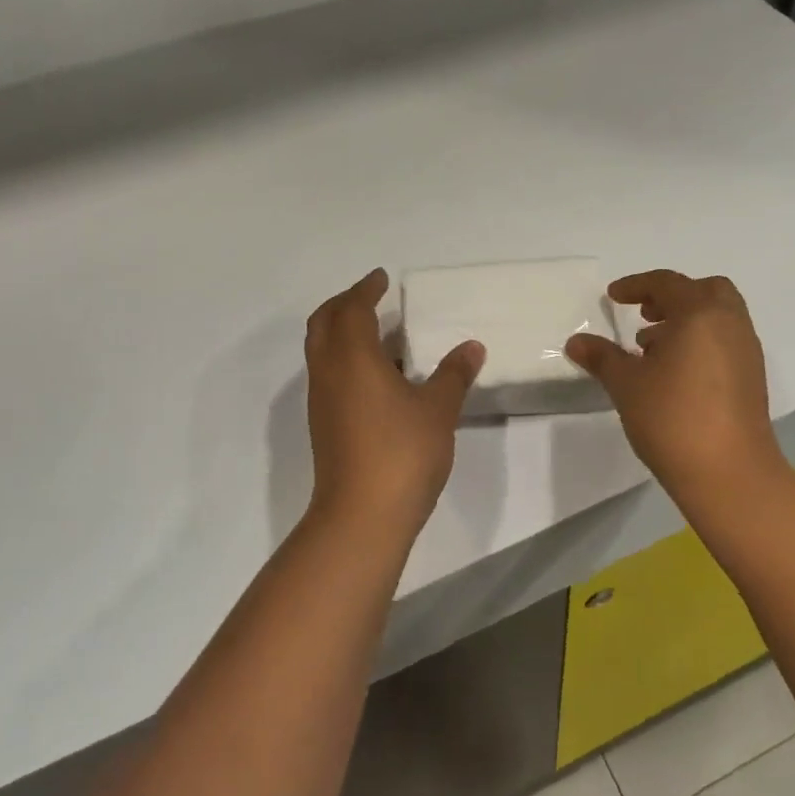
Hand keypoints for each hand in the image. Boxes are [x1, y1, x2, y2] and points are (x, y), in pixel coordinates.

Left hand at [304, 268, 483, 527]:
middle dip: (345, 304)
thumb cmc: (401, 452)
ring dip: (343, 332)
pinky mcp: (324, 425)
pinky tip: (378, 376)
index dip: (366, 290)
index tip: (382, 279)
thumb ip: (453, 374)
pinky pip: (329, 374)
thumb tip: (472, 347)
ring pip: (322, 350)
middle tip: (372, 297)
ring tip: (379, 333)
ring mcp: (322, 401)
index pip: (352, 309)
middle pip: (324, 323)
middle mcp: (329, 372)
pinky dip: (346, 359)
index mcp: (352, 358)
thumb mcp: (437, 409)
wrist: (361, 516)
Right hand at [566, 270, 791, 505]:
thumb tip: (576, 341)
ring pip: (718, 317)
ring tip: (650, 349)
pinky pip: (725, 341)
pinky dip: (700, 342)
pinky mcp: (752, 378)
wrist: (730, 474)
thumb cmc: (673, 418)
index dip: (636, 285)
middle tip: (643, 315)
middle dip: (671, 296)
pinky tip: (674, 374)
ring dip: (686, 321)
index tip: (612, 297)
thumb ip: (602, 357)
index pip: (667, 283)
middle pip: (705, 290)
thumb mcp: (626, 384)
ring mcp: (746, 351)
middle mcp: (729, 324)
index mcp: (700, 314)